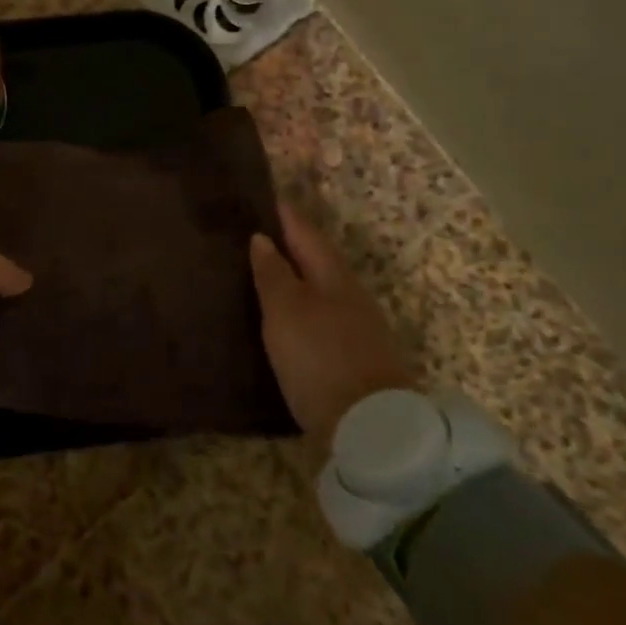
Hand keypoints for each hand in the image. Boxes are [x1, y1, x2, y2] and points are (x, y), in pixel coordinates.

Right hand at [250, 204, 416, 436]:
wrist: (371, 429)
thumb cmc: (320, 357)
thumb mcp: (286, 310)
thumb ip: (273, 273)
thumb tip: (262, 238)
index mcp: (333, 274)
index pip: (305, 232)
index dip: (284, 214)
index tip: (263, 196)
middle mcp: (349, 295)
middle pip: (317, 260)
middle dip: (289, 246)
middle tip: (254, 234)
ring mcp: (356, 329)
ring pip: (320, 291)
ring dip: (295, 280)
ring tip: (262, 275)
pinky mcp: (353, 360)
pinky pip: (321, 320)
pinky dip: (301, 311)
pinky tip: (284, 321)